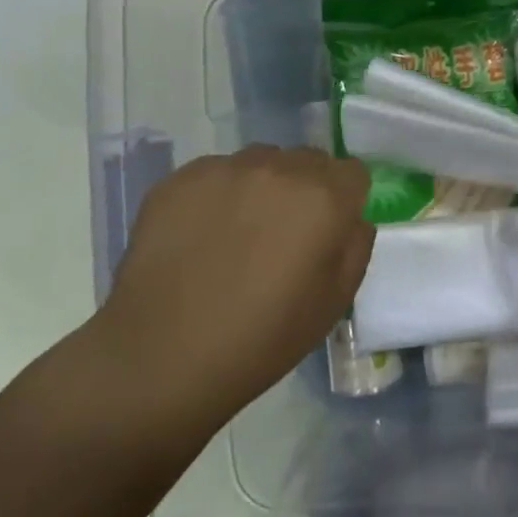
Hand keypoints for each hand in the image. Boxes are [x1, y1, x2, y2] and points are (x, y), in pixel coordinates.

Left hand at [95, 146, 373, 425]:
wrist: (161, 357)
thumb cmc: (262, 338)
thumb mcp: (335, 302)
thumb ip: (356, 246)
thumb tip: (351, 219)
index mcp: (324, 198)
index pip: (353, 172)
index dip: (345, 200)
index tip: (328, 230)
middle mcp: (279, 169)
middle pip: (309, 160)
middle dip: (306, 188)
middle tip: (285, 234)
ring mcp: (226, 169)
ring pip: (262, 160)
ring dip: (263, 186)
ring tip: (240, 232)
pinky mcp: (181, 178)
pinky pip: (217, 173)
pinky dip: (218, 195)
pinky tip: (202, 236)